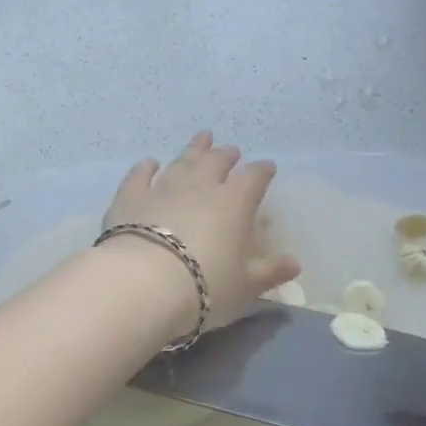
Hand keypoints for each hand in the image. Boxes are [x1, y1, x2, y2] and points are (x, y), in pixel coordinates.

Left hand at [101, 132, 301, 332]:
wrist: (143, 284)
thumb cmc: (205, 287)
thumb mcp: (245, 287)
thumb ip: (270, 272)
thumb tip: (295, 264)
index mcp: (234, 203)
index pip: (254, 178)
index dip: (263, 171)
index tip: (268, 168)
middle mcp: (200, 186)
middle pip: (217, 162)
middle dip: (227, 155)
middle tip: (231, 151)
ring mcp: (163, 187)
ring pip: (182, 161)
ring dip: (194, 149)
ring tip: (203, 138)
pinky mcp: (131, 197)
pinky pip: (140, 175)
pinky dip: (146, 167)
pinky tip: (150, 163)